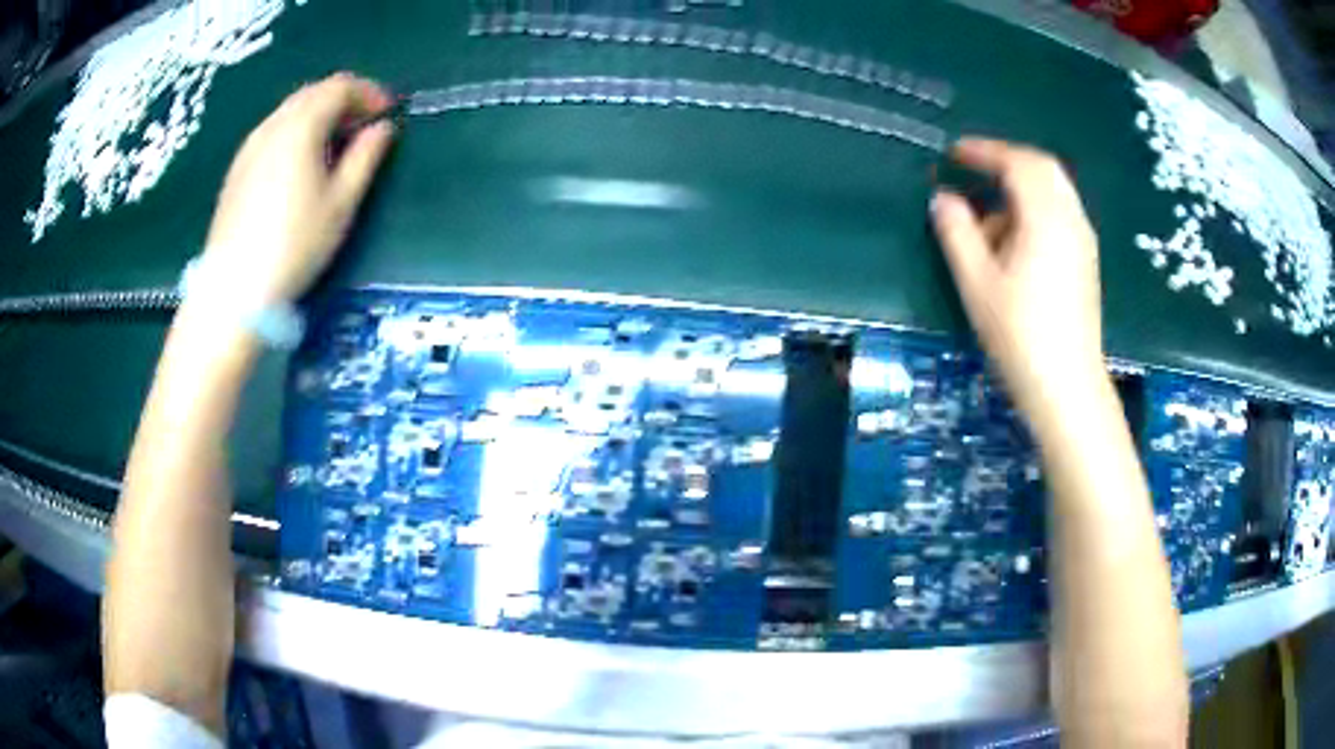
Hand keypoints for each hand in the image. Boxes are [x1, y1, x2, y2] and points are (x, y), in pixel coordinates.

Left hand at [201, 73, 396, 306]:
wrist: (233, 290)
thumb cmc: (294, 245)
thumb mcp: (341, 204)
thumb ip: (365, 157)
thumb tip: (382, 128)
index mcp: (300, 127)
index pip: (339, 86)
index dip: (369, 93)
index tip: (387, 113)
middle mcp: (272, 126)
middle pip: (312, 93)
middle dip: (343, 100)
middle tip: (363, 126)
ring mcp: (249, 147)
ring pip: (290, 111)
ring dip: (318, 116)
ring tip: (334, 145)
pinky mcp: (236, 170)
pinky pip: (272, 132)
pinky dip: (295, 132)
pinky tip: (301, 163)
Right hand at [930, 138, 1107, 431]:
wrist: (1067, 387)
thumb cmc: (1020, 335)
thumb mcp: (978, 283)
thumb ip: (957, 233)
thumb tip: (943, 198)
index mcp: (1046, 218)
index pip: (1018, 163)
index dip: (984, 151)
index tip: (954, 154)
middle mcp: (1071, 219)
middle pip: (1043, 168)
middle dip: (1007, 162)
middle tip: (975, 170)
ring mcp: (1083, 240)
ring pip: (1054, 191)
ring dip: (1021, 189)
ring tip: (990, 218)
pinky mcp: (1086, 260)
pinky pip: (1060, 213)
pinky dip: (1035, 209)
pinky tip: (1016, 241)